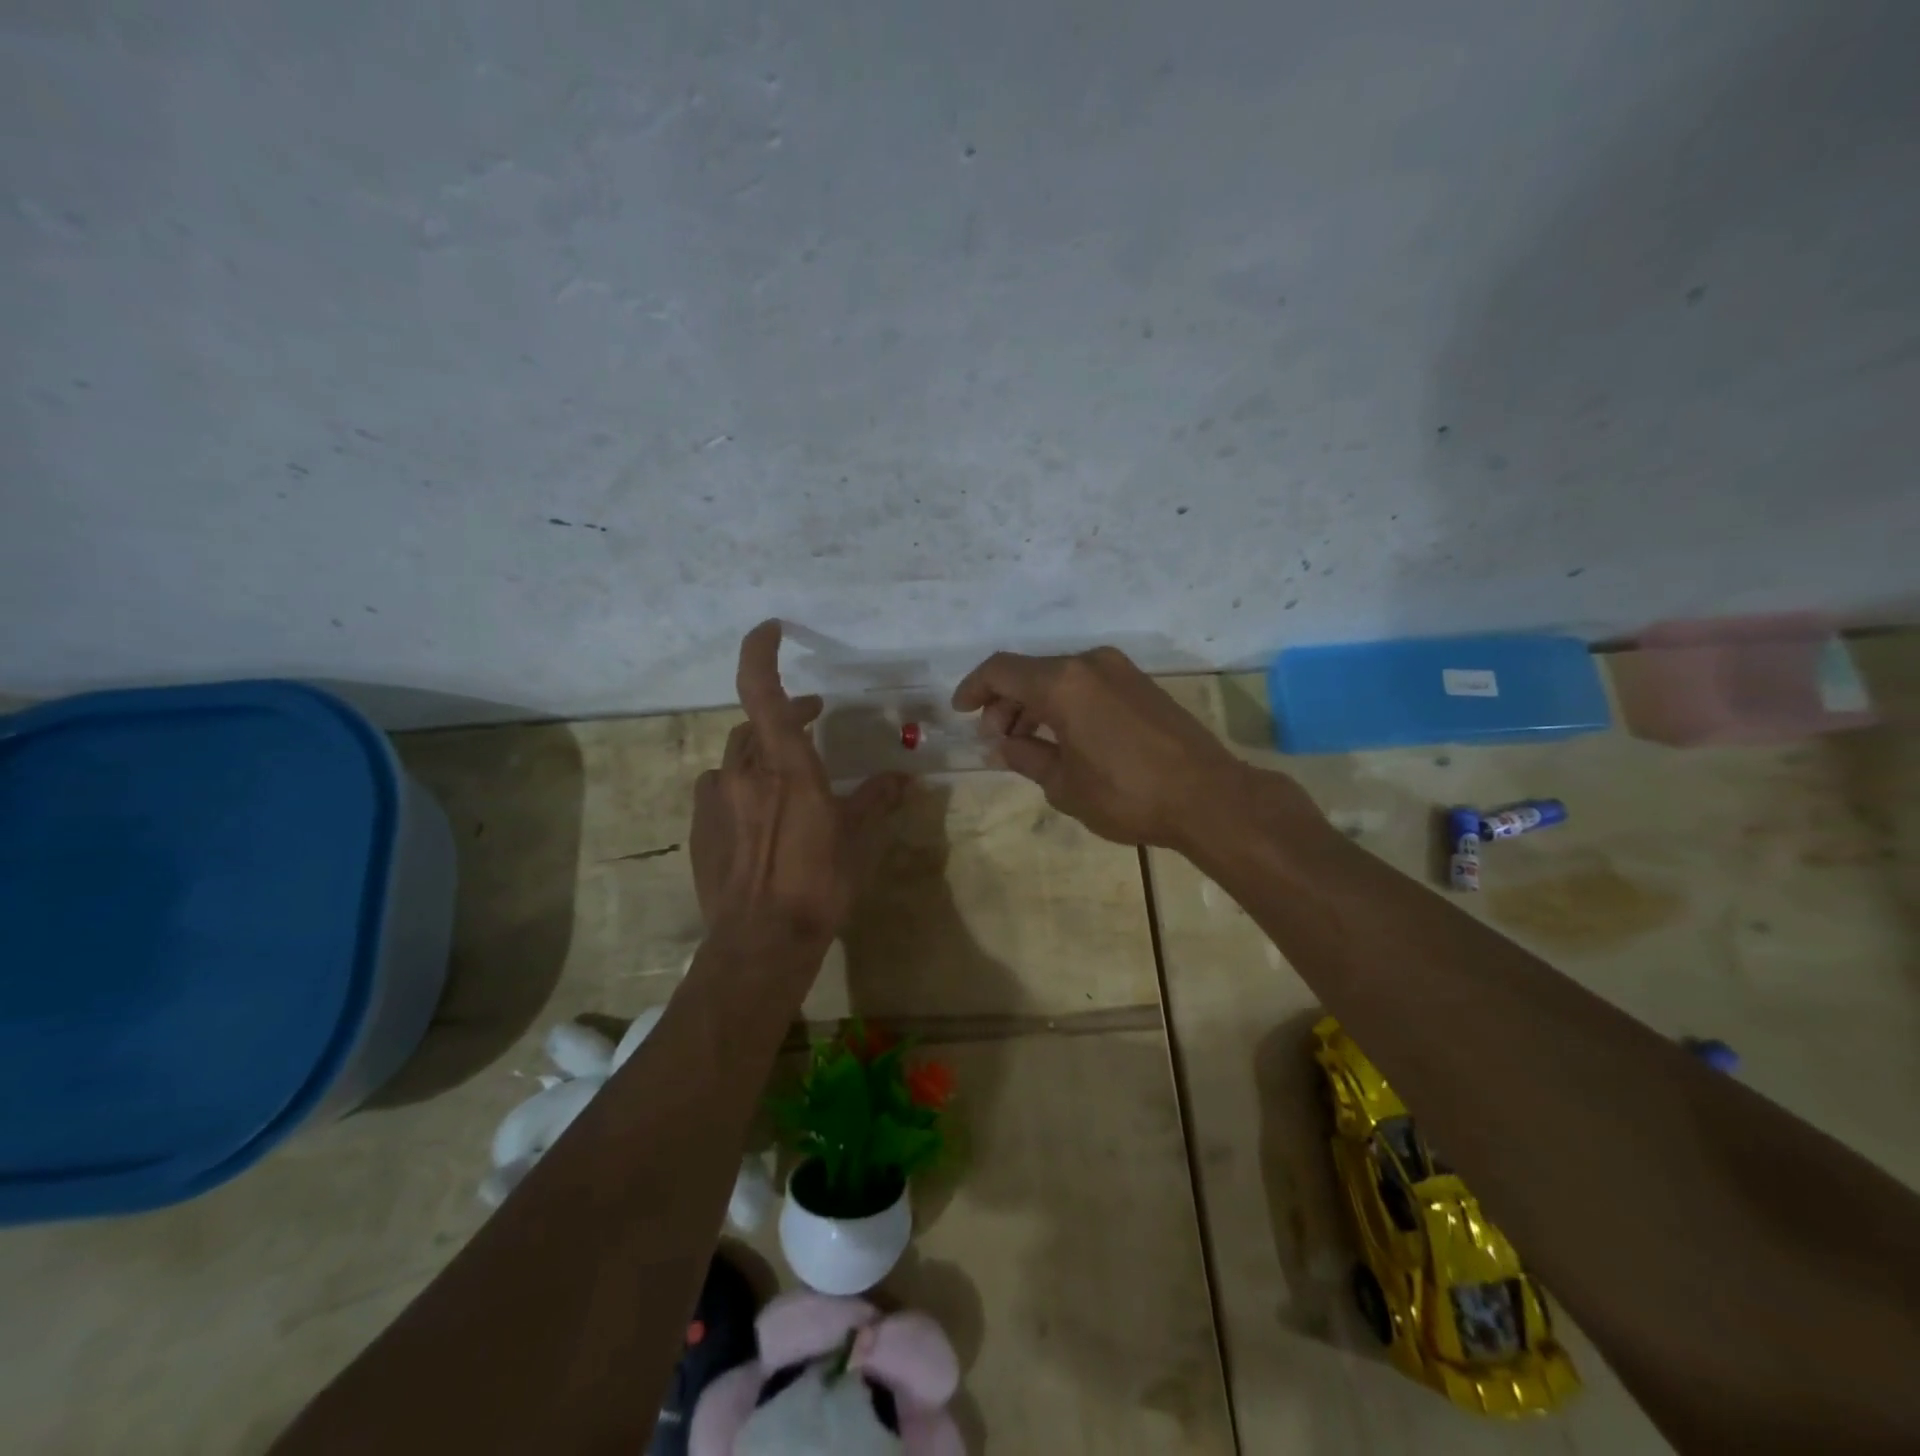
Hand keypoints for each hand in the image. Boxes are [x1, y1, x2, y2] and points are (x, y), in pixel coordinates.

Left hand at [691, 622, 908, 950]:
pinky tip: (755, 811)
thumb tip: (901, 779)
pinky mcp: (699, 828)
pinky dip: (739, 785)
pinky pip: (718, 789)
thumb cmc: (819, 883)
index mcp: (787, 766)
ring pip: (736, 756)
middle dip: (785, 713)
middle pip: (756, 723)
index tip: (770, 629)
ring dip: (761, 751)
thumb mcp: (858, 839)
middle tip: (814, 717)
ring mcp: (715, 799)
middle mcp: (744, 772)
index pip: (763, 691)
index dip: (760, 652)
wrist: (761, 941)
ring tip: (786, 770)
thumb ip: (877, 799)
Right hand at [952, 645, 1269, 849]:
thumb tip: (1002, 744)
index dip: (974, 688)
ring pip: (1059, 677)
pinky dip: (1064, 703)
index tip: (961, 712)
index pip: (1001, 670)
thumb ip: (1025, 756)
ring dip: (1034, 703)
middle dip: (1005, 702)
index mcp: (1063, 683)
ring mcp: (1120, 670)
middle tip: (997, 739)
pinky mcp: (1141, 684)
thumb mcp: (1063, 784)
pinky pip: (1086, 684)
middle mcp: (1089, 664)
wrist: (1208, 797)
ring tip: (1027, 742)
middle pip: (1030, 672)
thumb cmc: (1126, 794)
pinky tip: (1063, 736)